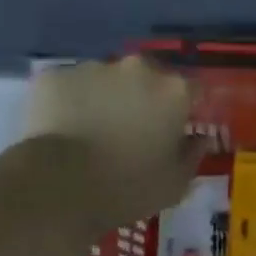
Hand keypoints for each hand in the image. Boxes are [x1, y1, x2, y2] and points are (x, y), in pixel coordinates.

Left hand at [22, 57, 199, 232]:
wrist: (56, 187)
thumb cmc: (124, 188)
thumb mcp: (174, 185)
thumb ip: (193, 155)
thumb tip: (199, 138)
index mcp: (173, 90)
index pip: (192, 90)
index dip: (184, 109)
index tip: (174, 131)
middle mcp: (138, 68)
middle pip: (148, 77)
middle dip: (143, 98)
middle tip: (130, 131)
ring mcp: (94, 67)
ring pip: (107, 79)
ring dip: (106, 98)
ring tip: (90, 132)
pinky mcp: (56, 76)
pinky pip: (69, 86)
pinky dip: (70, 101)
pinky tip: (61, 129)